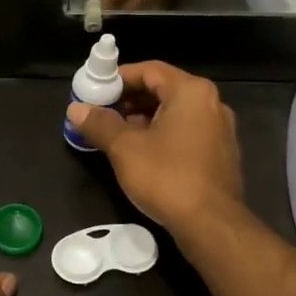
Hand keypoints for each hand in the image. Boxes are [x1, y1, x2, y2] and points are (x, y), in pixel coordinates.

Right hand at [68, 62, 243, 231]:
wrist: (210, 224)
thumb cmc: (167, 177)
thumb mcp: (125, 148)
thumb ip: (100, 124)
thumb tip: (76, 109)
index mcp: (191, 92)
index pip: (150, 70)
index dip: (118, 77)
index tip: (95, 90)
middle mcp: (211, 104)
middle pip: (163, 90)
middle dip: (129, 99)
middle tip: (101, 112)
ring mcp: (219, 131)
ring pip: (174, 114)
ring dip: (143, 119)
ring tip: (115, 134)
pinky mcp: (220, 155)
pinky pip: (185, 133)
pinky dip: (162, 135)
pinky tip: (141, 154)